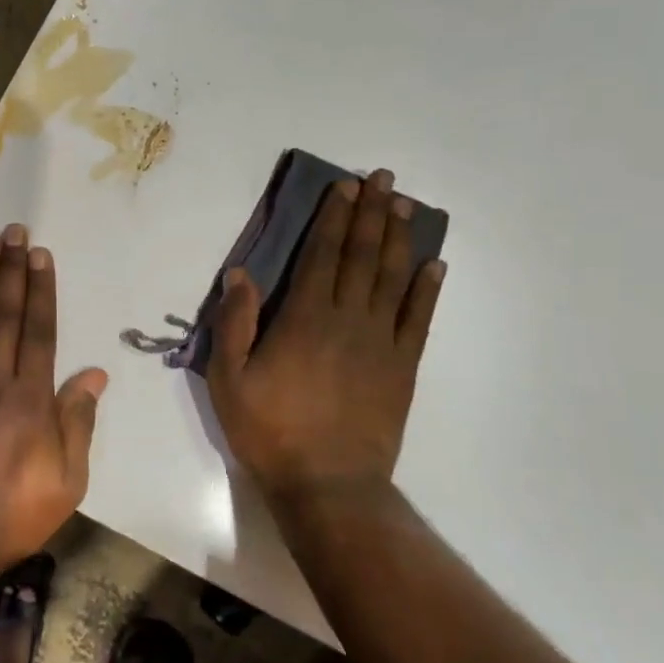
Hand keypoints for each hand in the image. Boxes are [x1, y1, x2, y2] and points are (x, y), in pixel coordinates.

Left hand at [0, 223, 108, 577]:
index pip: (39, 330)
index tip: (40, 255)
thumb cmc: (14, 512)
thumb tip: (94, 374)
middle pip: (4, 315)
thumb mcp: (67, 479)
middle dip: (10, 270)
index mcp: (31, 398)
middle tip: (13, 231)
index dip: (41, 290)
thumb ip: (78, 422)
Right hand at [207, 169, 444, 501]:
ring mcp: (381, 342)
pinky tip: (434, 265)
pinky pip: (419, 319)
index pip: (321, 255)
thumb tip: (240, 274)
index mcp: (304, 318)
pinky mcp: (402, 367)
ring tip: (406, 206)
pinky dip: (428, 289)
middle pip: (362, 256)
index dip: (333, 218)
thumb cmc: (270, 430)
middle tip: (383, 179)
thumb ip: (235, 324)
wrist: (328, 483)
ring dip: (399, 238)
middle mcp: (348, 319)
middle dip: (371, 213)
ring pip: (393, 278)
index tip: (344, 187)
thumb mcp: (229, 379)